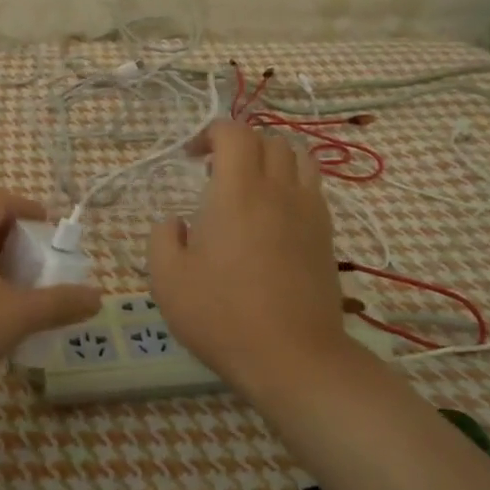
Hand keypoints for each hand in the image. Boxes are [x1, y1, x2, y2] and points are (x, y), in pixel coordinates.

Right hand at [148, 121, 348, 392]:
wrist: (292, 357)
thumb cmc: (222, 315)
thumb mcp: (168, 279)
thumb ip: (163, 238)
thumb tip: (175, 223)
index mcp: (237, 191)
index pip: (234, 132)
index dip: (210, 133)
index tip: (191, 157)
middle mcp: (279, 189)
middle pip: (268, 139)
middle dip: (239, 144)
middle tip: (215, 175)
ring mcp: (309, 210)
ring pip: (299, 157)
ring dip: (271, 159)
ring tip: (249, 187)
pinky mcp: (326, 234)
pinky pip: (312, 186)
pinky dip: (292, 183)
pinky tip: (274, 216)